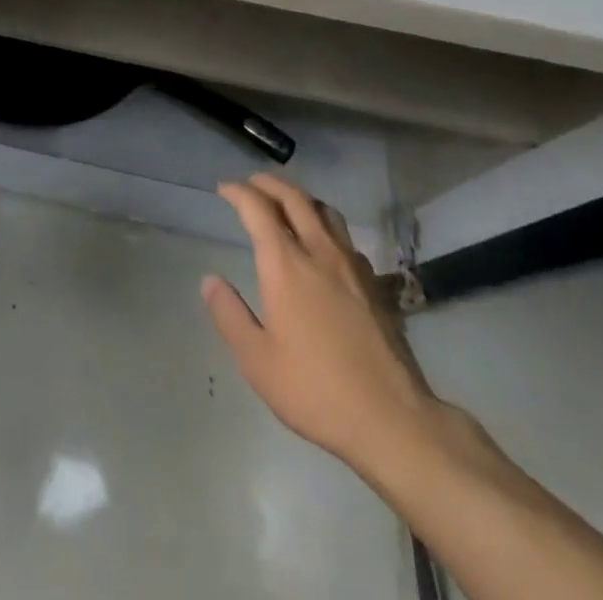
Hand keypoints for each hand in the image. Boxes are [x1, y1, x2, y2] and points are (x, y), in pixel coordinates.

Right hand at [203, 173, 445, 481]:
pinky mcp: (376, 285)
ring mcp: (352, 266)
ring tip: (287, 204)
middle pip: (294, 198)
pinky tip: (324, 247)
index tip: (223, 188)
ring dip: (300, 198)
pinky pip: (345, 238)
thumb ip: (229, 315)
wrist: (393, 419)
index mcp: (286, 265)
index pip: (257, 209)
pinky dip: (326, 227)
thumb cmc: (316, 390)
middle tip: (251, 183)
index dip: (238, 192)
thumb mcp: (257, 361)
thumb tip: (210, 280)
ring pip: (325, 211)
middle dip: (269, 183)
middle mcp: (319, 252)